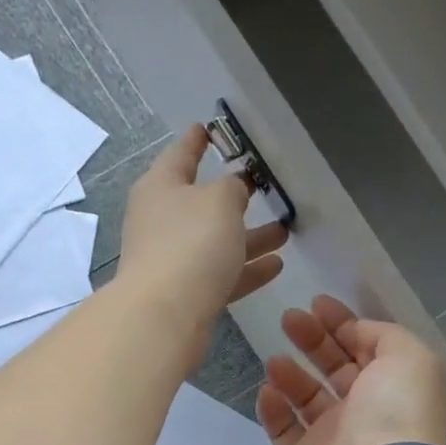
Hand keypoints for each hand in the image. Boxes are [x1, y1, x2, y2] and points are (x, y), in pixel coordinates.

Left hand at [115, 124, 287, 368]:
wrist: (164, 316)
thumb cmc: (191, 244)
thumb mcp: (220, 201)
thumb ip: (233, 188)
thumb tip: (234, 189)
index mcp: (161, 187)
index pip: (180, 154)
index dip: (196, 140)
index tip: (208, 129)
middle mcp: (161, 221)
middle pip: (201, 203)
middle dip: (234, 197)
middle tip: (262, 187)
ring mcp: (172, 260)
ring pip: (216, 242)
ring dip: (249, 237)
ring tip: (284, 232)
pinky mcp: (185, 294)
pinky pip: (221, 274)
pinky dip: (246, 269)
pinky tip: (276, 266)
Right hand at [257, 296, 445, 444]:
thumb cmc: (394, 412)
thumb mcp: (408, 356)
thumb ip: (384, 335)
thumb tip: (356, 332)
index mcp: (396, 386)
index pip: (368, 347)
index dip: (344, 323)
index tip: (317, 303)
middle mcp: (368, 410)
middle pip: (336, 368)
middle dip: (313, 340)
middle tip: (289, 318)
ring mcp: (335, 438)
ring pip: (308, 398)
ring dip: (291, 374)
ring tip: (274, 359)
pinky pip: (284, 430)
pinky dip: (274, 410)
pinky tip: (268, 391)